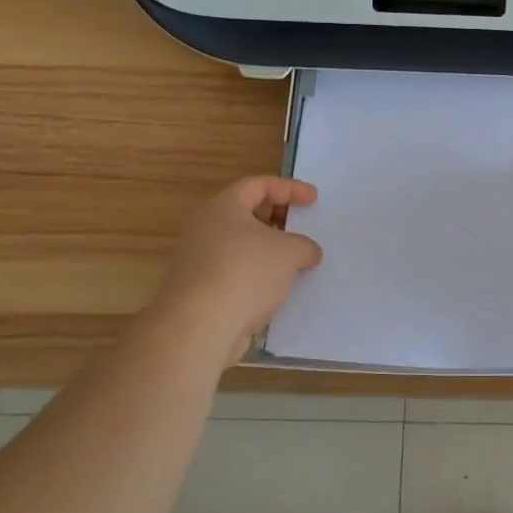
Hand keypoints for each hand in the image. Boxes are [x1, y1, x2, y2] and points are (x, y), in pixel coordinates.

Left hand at [151, 176, 323, 371]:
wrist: (199, 328)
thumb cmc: (246, 273)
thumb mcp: (290, 252)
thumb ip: (305, 246)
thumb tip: (308, 253)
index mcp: (224, 206)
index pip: (259, 185)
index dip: (290, 188)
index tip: (314, 200)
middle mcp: (206, 228)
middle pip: (247, 213)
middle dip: (277, 218)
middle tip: (301, 227)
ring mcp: (199, 260)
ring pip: (241, 246)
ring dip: (268, 251)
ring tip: (295, 262)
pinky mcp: (200, 290)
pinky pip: (235, 273)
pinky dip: (257, 275)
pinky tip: (277, 290)